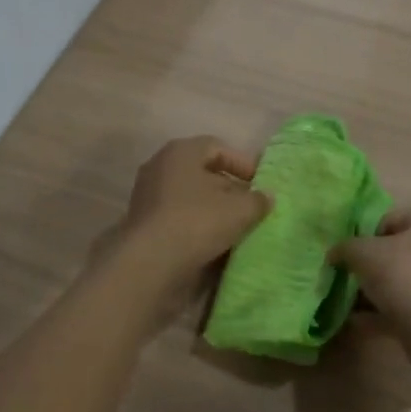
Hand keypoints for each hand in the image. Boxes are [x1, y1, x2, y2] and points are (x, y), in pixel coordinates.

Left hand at [94, 137, 270, 324]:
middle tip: (251, 206)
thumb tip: (266, 197)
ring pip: (190, 197)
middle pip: (202, 173)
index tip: (261, 183)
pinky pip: (178, 218)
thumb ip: (257, 200)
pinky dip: (197, 226)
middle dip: (229, 188)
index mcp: (181, 152)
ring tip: (237, 227)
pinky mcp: (144, 224)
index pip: (218, 148)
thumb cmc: (197, 221)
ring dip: (213, 210)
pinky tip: (215, 243)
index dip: (242, 164)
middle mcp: (160, 167)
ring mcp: (148, 197)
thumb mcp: (240, 210)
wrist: (150, 263)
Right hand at [331, 207, 410, 333]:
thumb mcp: (363, 253)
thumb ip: (345, 248)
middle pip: (403, 251)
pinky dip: (392, 311)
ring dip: (382, 291)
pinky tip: (364, 323)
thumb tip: (335, 254)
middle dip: (376, 267)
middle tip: (353, 281)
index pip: (392, 220)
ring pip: (409, 280)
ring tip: (354, 306)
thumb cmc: (404, 276)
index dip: (366, 238)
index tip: (351, 258)